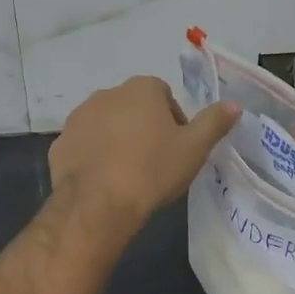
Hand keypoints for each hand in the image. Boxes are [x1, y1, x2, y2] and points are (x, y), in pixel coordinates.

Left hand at [49, 76, 239, 228]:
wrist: (98, 204)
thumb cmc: (152, 170)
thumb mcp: (194, 148)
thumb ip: (214, 122)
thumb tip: (234, 104)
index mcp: (141, 89)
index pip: (163, 95)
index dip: (173, 120)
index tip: (177, 147)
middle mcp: (107, 94)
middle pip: (133, 107)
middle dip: (143, 127)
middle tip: (155, 161)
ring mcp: (79, 117)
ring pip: (106, 124)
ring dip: (116, 139)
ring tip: (128, 173)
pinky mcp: (60, 143)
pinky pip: (84, 144)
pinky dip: (93, 156)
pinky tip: (103, 181)